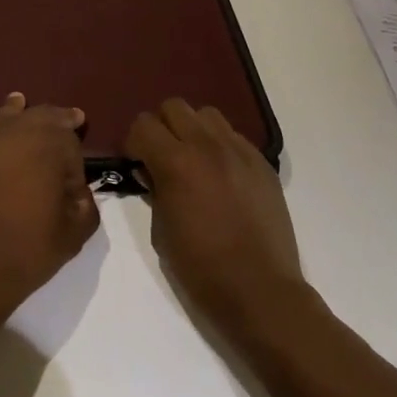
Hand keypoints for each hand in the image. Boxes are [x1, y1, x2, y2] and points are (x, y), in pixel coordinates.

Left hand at [0, 92, 98, 334]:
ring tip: (19, 99)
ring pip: (0, 118)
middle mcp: (13, 137)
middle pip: (38, 118)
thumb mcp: (73, 235)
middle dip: (55, 119)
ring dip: (13, 108)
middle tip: (67, 118)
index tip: (75, 186)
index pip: (68, 142)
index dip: (75, 162)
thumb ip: (85, 207)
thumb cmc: (27, 254)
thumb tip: (78, 193)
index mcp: (47, 150)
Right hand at [126, 99, 308, 337]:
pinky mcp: (262, 162)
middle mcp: (207, 145)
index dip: (134, 142)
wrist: (260, 290)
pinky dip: (220, 145)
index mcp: (176, 163)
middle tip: (161, 155)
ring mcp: (239, 151)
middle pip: (174, 107)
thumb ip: (154, 190)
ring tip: (193, 158)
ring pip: (207, 114)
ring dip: (193, 129)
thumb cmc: (201, 268)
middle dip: (161, 127)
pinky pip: (234, 136)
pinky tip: (221, 174)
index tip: (136, 162)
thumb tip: (151, 171)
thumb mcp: (161, 231)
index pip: (143, 124)